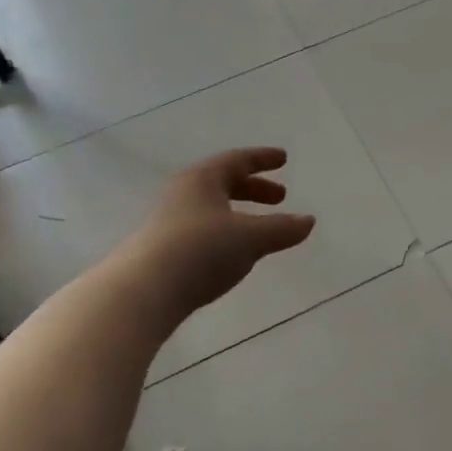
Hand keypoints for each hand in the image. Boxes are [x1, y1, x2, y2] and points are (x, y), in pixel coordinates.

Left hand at [121, 148, 315, 322]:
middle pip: (223, 183)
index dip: (262, 159)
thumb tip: (308, 221)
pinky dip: (225, 232)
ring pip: (212, 208)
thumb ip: (282, 229)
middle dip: (254, 189)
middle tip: (280, 197)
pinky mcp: (163, 250)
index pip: (237, 160)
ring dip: (239, 213)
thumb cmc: (201, 251)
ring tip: (260, 229)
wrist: (142, 292)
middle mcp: (183, 194)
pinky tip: (234, 253)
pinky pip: (202, 230)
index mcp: (202, 179)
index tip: (283, 158)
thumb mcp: (250, 238)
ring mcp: (169, 222)